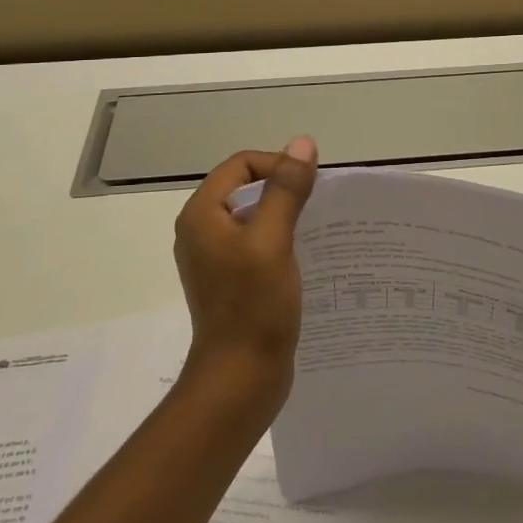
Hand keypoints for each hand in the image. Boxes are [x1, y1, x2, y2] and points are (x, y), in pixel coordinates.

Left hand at [172, 138, 318, 417]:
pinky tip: (306, 254)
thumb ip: (286, 189)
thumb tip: (302, 143)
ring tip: (318, 227)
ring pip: (255, 215)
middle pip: (247, 187)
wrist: (240, 379)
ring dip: (286, 214)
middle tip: (319, 205)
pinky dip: (282, 238)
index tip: (310, 185)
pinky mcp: (231, 280)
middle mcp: (202, 231)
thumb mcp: (273, 240)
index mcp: (202, 215)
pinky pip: (257, 242)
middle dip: (284, 188)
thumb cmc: (254, 306)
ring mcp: (215, 258)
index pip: (242, 164)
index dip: (278, 165)